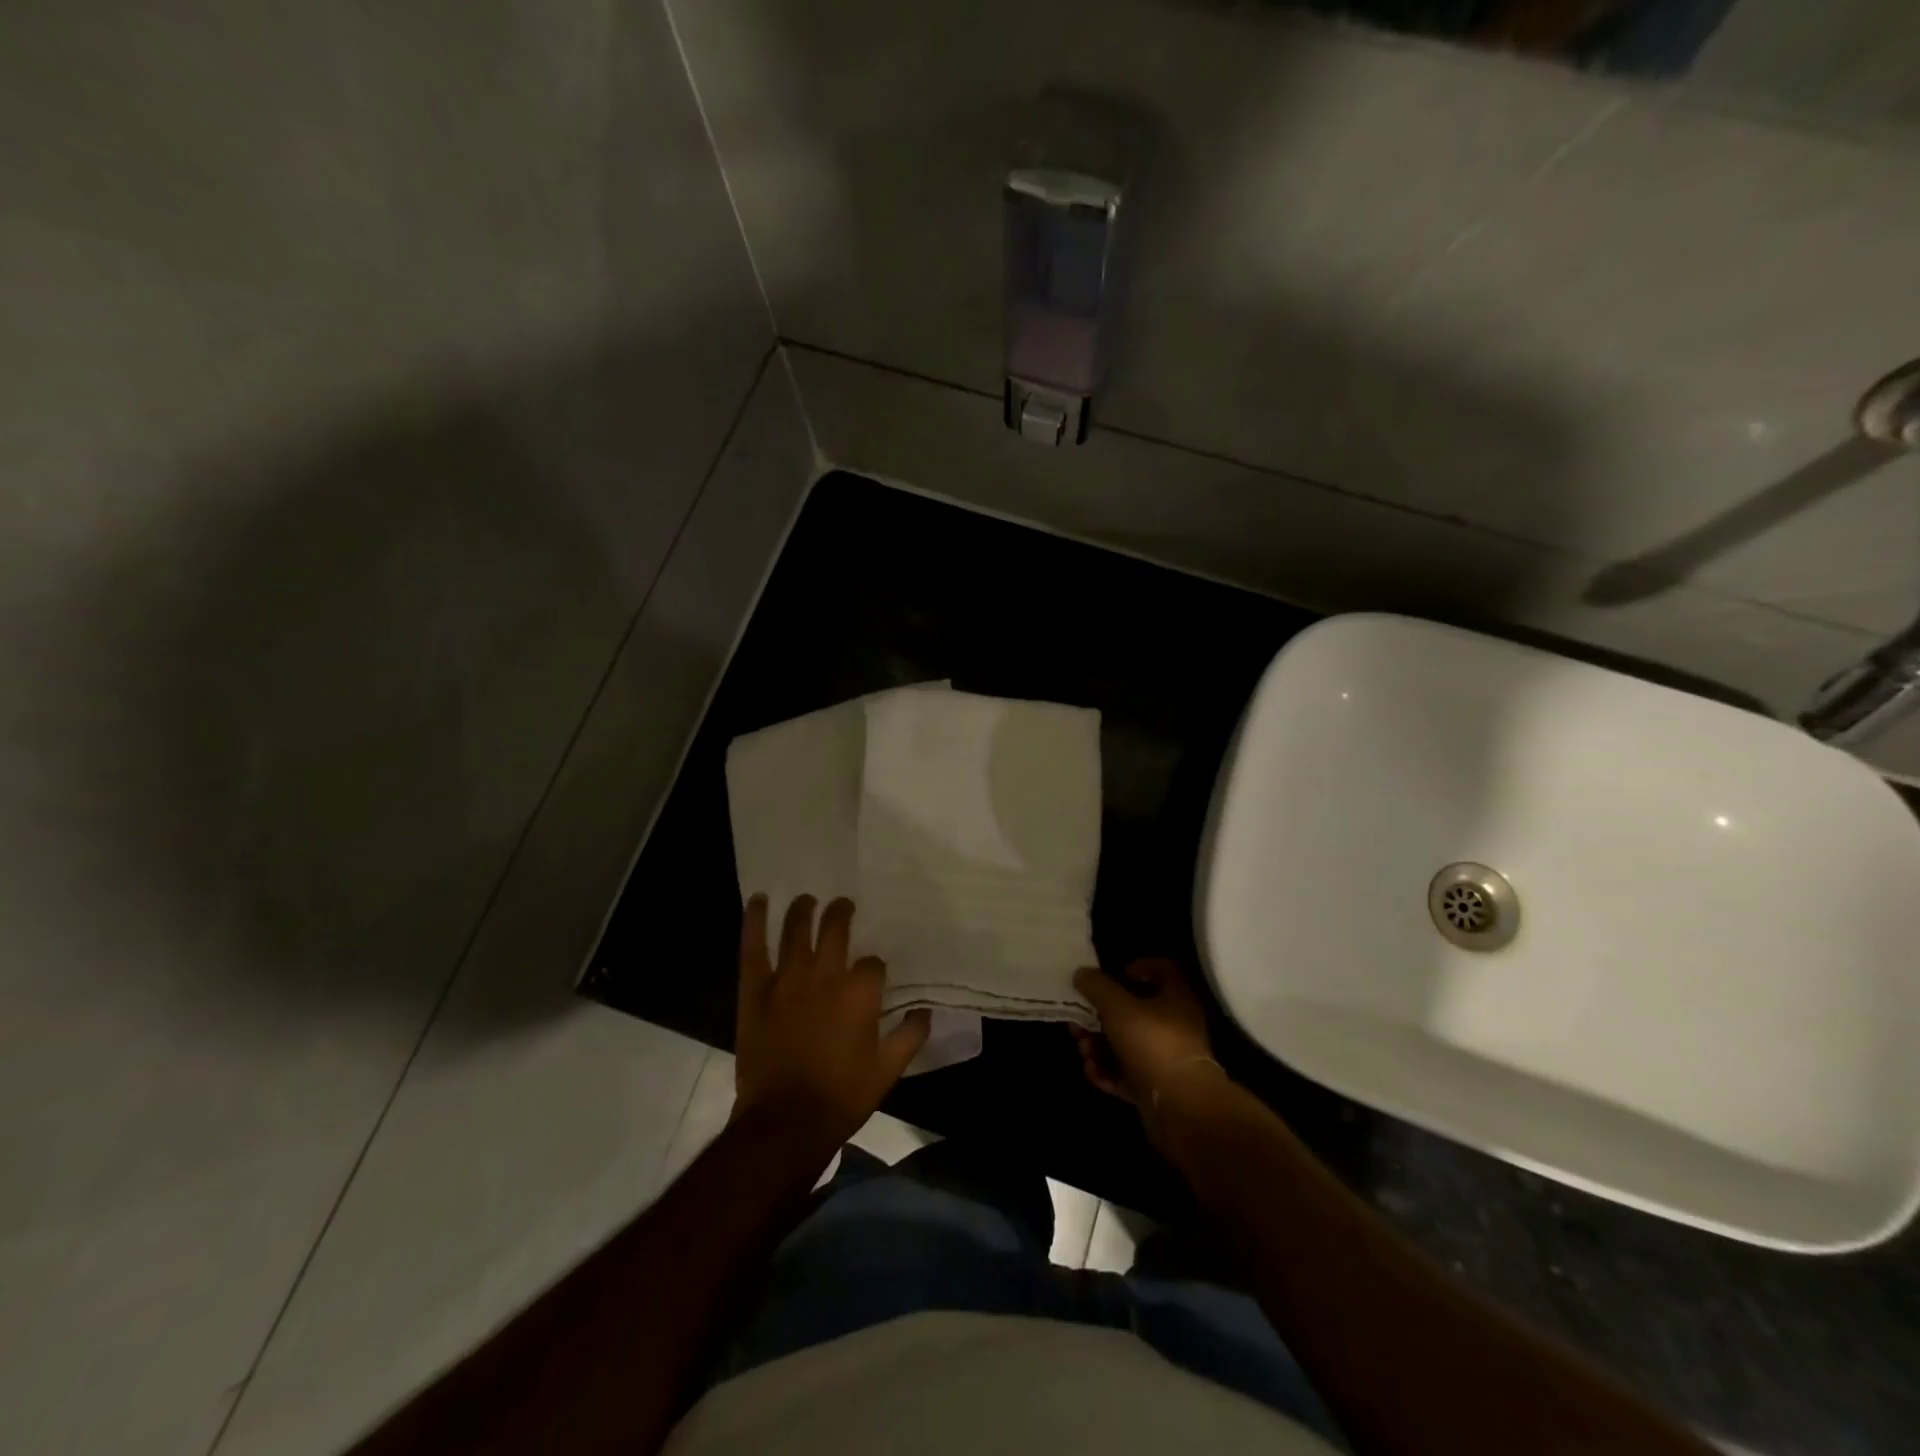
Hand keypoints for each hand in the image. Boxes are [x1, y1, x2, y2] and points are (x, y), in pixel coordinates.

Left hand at [733, 895, 929, 1149]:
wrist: (786, 1121)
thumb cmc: (842, 1095)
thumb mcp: (889, 1070)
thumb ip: (910, 1035)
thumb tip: (925, 1011)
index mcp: (859, 992)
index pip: (872, 963)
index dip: (873, 967)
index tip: (872, 976)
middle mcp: (825, 975)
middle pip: (835, 929)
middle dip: (841, 913)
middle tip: (842, 905)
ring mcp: (788, 979)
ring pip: (796, 929)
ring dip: (803, 909)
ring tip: (806, 899)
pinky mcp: (756, 989)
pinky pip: (754, 948)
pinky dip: (754, 921)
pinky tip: (758, 900)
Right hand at [1071, 958, 1225, 1126]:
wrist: (1181, 1108)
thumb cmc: (1153, 1043)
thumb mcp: (1117, 1006)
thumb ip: (1097, 986)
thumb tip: (1081, 973)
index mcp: (1176, 998)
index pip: (1163, 970)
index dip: (1138, 967)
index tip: (1115, 975)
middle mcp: (1174, 1026)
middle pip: (1134, 1011)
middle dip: (1101, 1015)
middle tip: (1079, 1020)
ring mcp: (1165, 1059)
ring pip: (1125, 1044)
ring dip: (1099, 1045)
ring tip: (1083, 1050)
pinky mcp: (1155, 1087)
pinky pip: (1126, 1073)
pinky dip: (1107, 1071)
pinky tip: (1093, 1072)